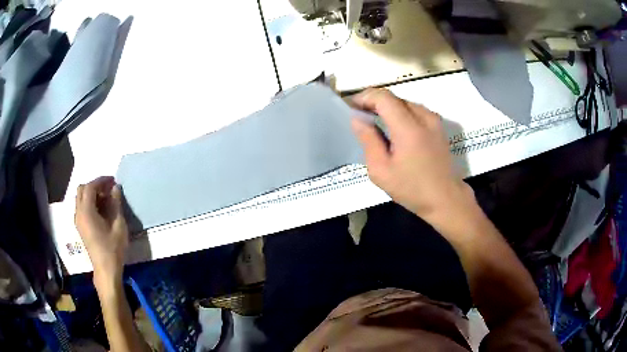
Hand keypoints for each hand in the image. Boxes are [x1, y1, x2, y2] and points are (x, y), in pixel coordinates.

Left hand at [75, 176, 128, 289]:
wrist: (106, 270)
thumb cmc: (113, 248)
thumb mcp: (118, 225)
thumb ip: (116, 204)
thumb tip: (115, 188)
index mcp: (86, 211)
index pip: (90, 187)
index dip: (101, 181)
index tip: (113, 180)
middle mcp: (79, 213)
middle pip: (82, 189)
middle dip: (95, 185)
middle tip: (108, 189)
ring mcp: (78, 220)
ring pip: (81, 198)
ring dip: (92, 194)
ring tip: (105, 198)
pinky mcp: (80, 227)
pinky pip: (81, 207)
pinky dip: (89, 202)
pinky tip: (100, 209)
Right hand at [351, 89, 472, 222]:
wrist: (445, 199)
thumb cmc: (412, 189)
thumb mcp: (381, 171)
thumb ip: (368, 140)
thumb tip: (357, 119)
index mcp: (408, 128)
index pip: (383, 97)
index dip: (364, 97)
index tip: (352, 108)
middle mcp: (424, 117)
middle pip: (393, 98)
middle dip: (374, 103)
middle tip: (361, 119)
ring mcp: (434, 120)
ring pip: (404, 103)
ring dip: (388, 109)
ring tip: (376, 125)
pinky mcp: (438, 125)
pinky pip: (415, 111)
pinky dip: (401, 114)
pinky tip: (396, 131)